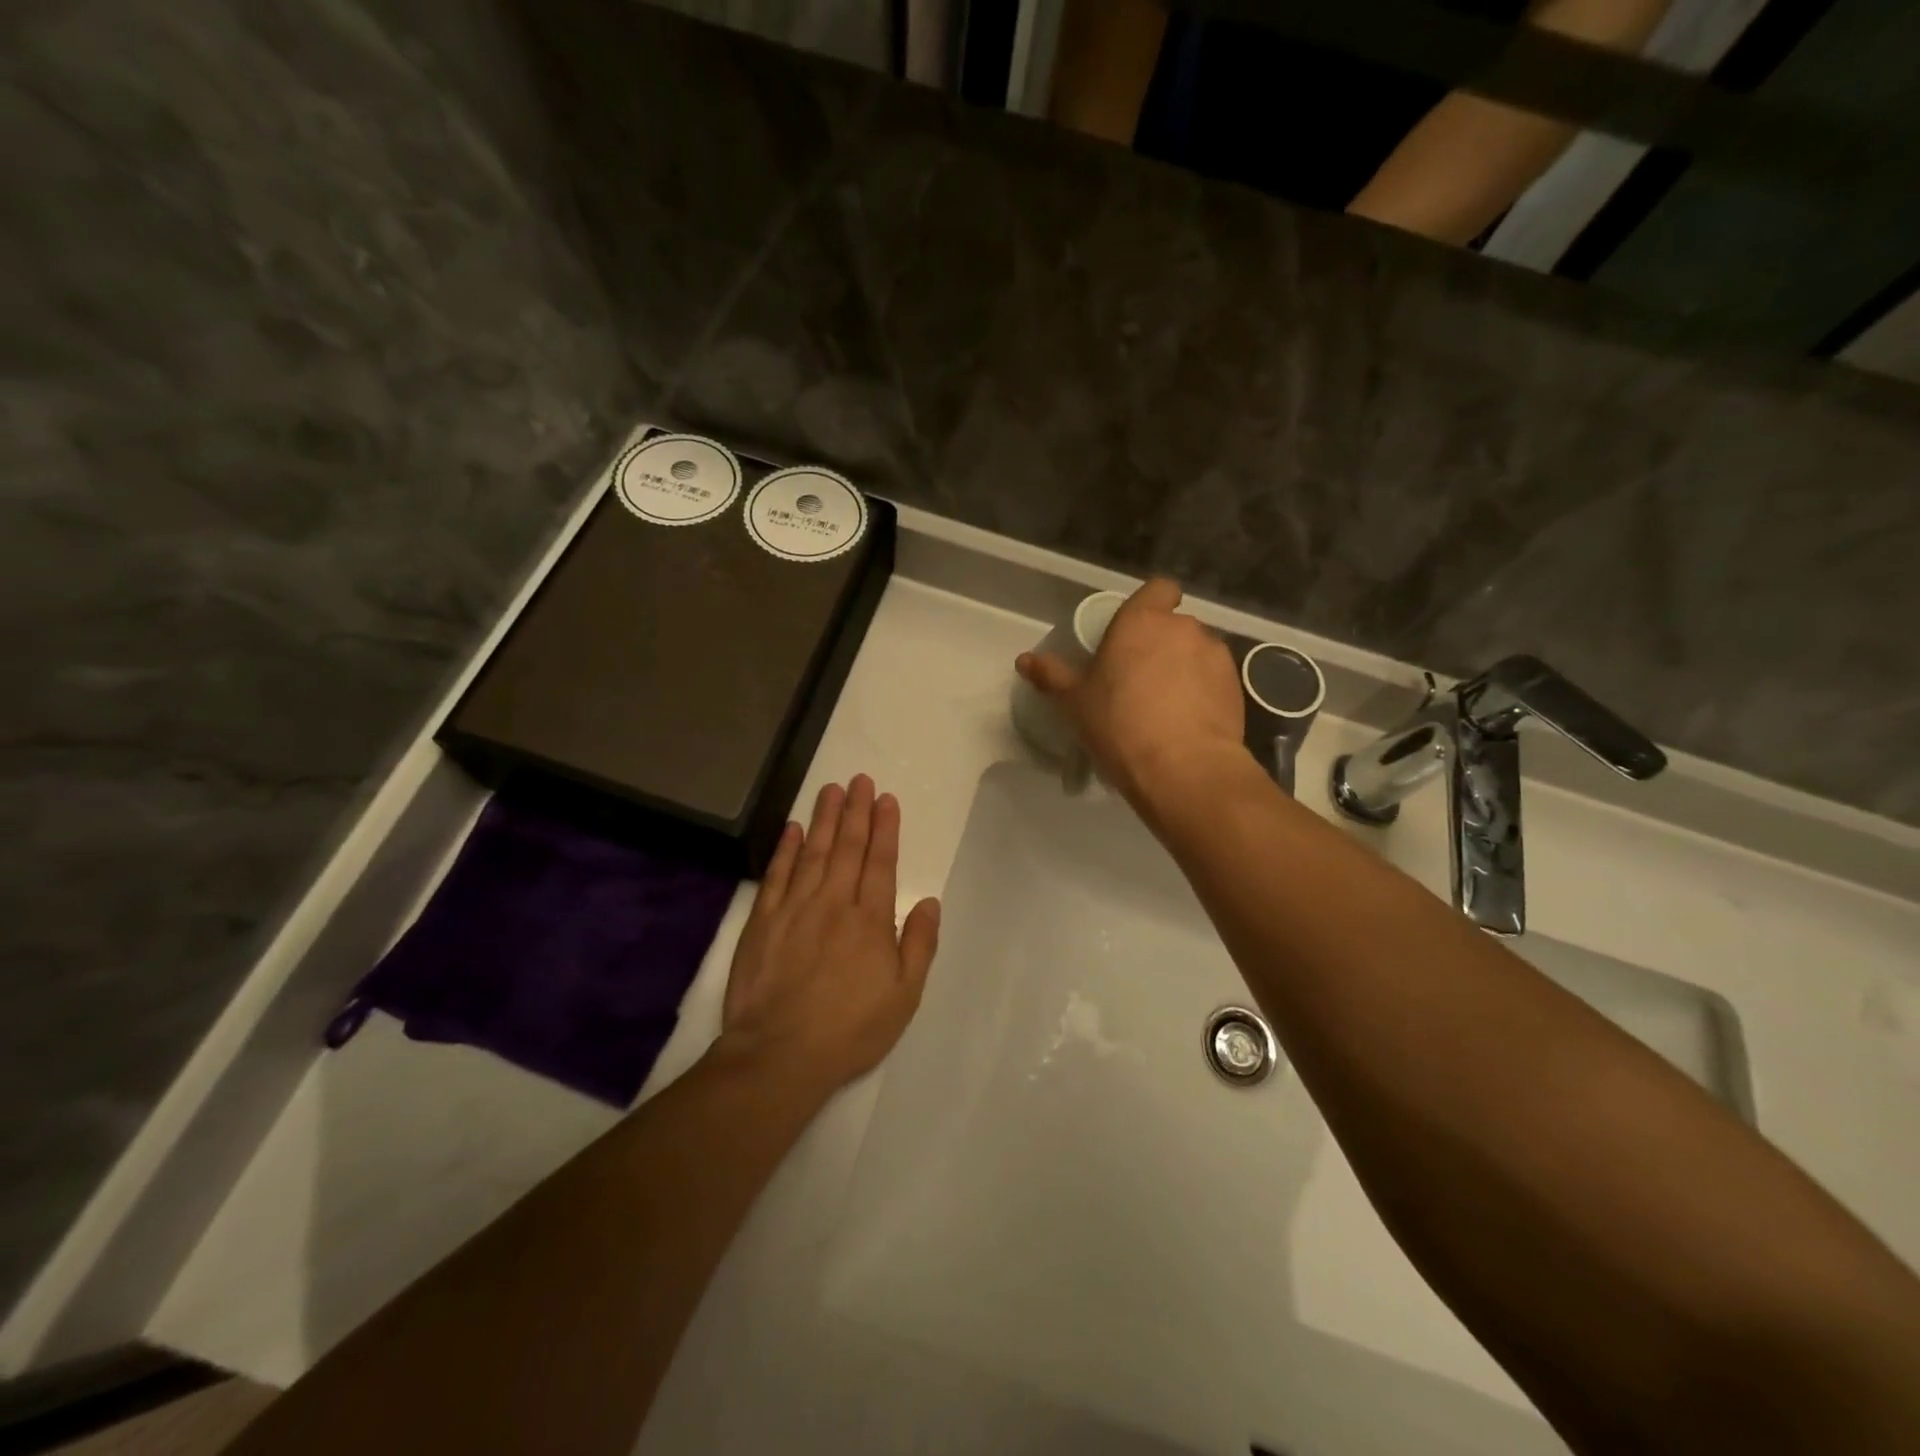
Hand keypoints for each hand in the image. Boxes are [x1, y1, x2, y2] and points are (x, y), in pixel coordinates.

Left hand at [718, 775, 941, 1092]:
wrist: (779, 1053)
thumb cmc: (850, 1029)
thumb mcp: (903, 996)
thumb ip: (919, 945)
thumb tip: (930, 902)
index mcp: (870, 920)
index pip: (881, 862)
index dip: (885, 828)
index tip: (886, 799)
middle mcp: (834, 903)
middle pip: (847, 847)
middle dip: (856, 811)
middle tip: (859, 780)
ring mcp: (795, 908)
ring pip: (813, 852)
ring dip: (823, 818)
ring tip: (831, 789)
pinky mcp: (762, 921)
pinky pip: (776, 875)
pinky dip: (785, 849)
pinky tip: (792, 828)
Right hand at [1016, 578, 1245, 806]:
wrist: (1183, 768)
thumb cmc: (1119, 723)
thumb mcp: (1075, 702)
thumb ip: (1052, 675)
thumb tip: (1024, 660)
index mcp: (1142, 621)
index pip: (1158, 589)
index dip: (1151, 603)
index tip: (1136, 630)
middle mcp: (1184, 628)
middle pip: (1174, 624)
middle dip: (1161, 644)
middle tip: (1139, 678)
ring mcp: (1215, 656)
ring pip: (1196, 652)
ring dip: (1184, 667)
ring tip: (1166, 705)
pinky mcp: (1235, 686)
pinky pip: (1214, 679)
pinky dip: (1203, 692)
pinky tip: (1187, 722)